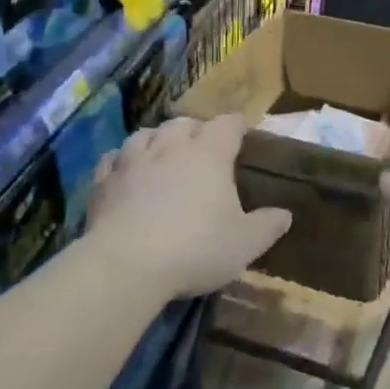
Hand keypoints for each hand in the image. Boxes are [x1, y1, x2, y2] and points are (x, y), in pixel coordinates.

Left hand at [84, 115, 290, 299]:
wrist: (126, 265)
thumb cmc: (195, 248)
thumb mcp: (244, 243)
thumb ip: (268, 226)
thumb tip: (285, 214)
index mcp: (209, 153)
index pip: (227, 124)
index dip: (236, 126)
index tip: (241, 134)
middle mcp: (171, 146)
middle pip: (184, 122)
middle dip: (194, 130)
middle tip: (202, 149)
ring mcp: (133, 160)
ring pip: (145, 134)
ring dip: (157, 139)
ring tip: (162, 154)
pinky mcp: (104, 181)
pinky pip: (113, 159)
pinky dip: (122, 161)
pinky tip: (125, 172)